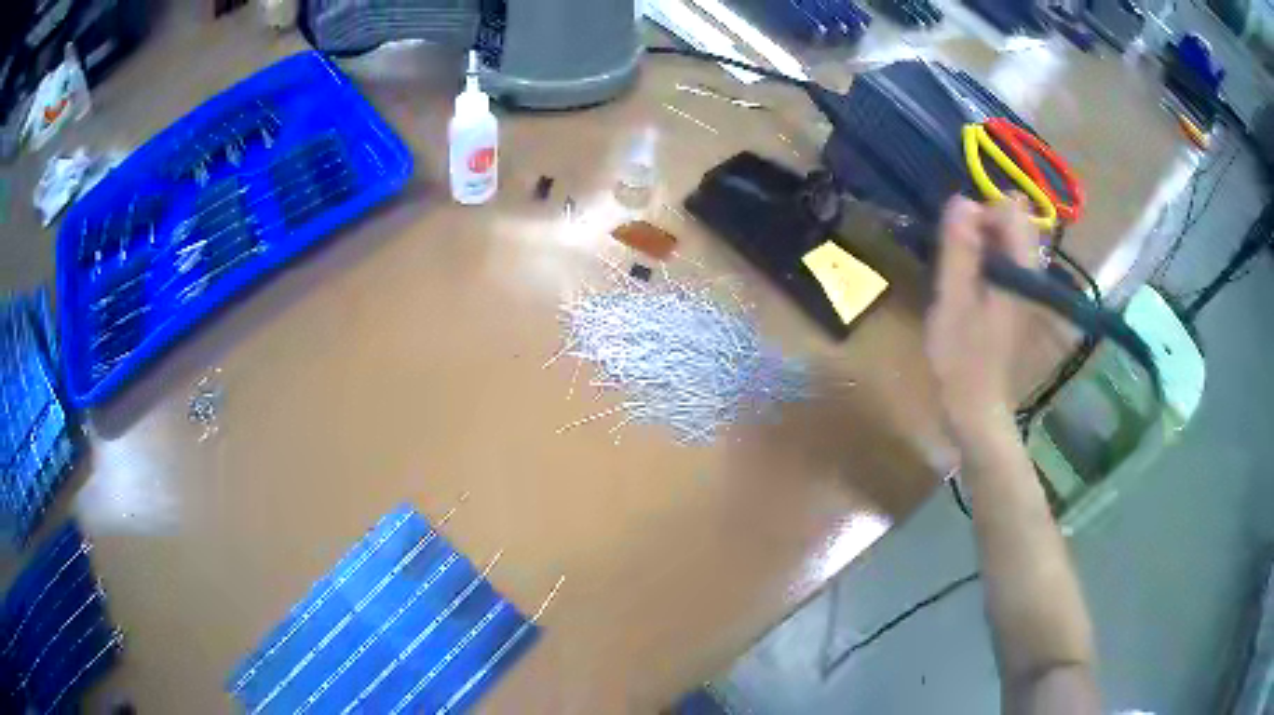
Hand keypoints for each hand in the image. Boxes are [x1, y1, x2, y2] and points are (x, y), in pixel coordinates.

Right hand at [925, 196, 1036, 445]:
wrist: (978, 408)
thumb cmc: (962, 357)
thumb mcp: (953, 300)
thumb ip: (959, 250)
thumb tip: (960, 200)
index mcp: (1019, 269)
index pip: (1010, 209)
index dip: (980, 211)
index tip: (956, 239)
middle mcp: (1030, 271)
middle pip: (1014, 220)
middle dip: (982, 224)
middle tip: (958, 255)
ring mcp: (1026, 286)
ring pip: (1010, 239)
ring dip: (983, 241)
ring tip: (961, 270)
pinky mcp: (1019, 299)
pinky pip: (1007, 259)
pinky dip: (987, 258)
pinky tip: (970, 284)